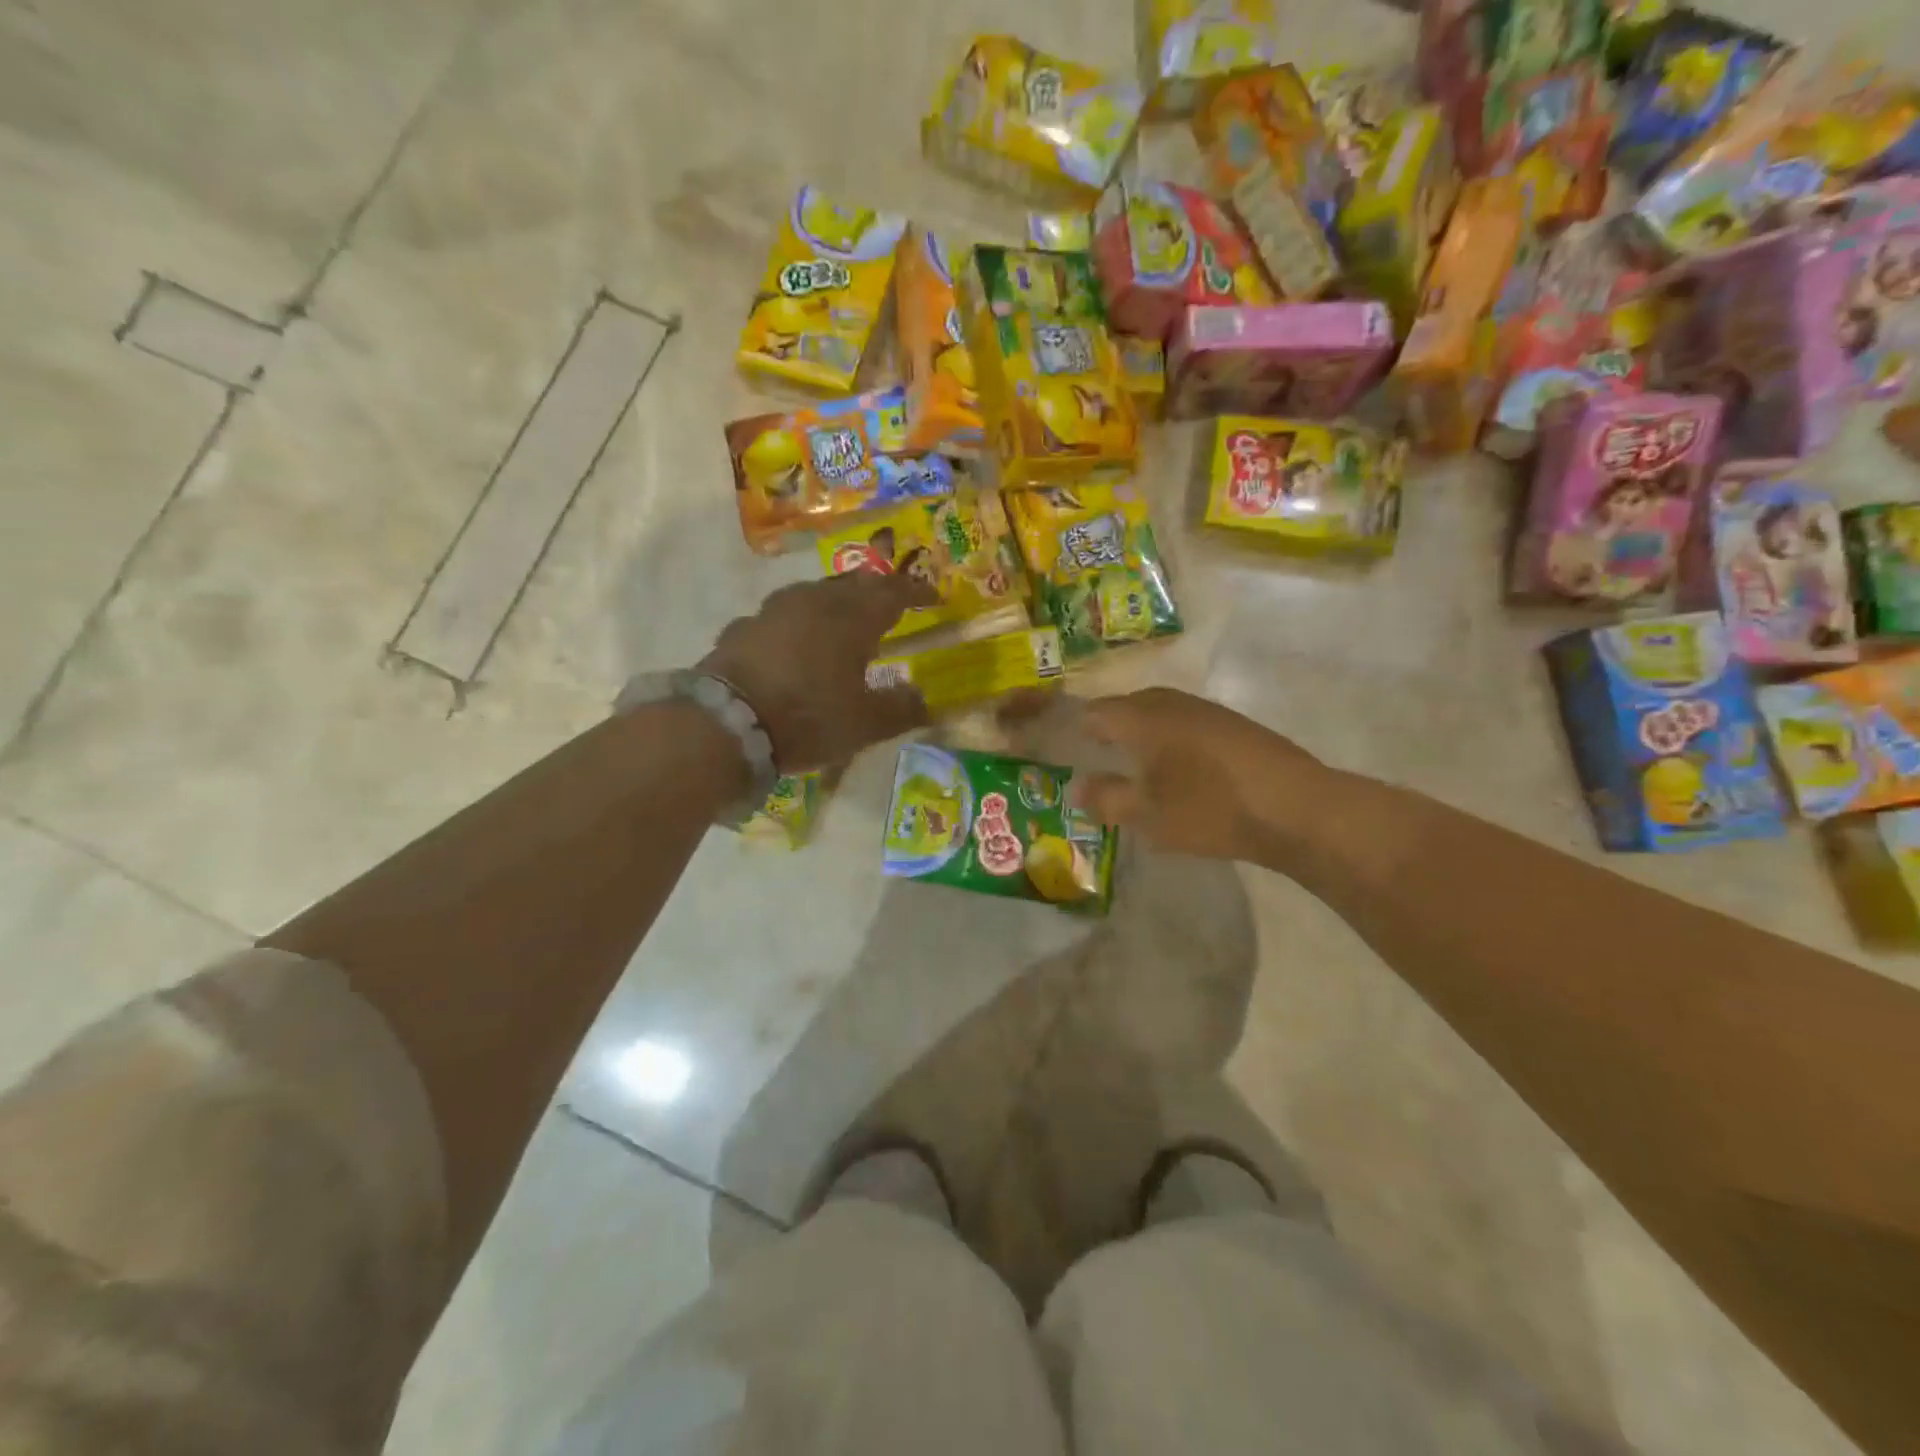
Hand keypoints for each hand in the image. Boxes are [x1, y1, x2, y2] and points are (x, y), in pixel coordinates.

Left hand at [699, 572, 936, 770]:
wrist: (726, 723)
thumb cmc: (808, 718)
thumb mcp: (865, 724)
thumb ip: (900, 708)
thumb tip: (924, 699)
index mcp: (852, 618)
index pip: (893, 592)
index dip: (915, 591)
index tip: (932, 597)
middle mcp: (814, 602)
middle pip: (853, 585)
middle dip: (875, 593)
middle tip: (889, 606)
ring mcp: (773, 610)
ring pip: (814, 594)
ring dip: (835, 604)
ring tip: (842, 623)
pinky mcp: (743, 627)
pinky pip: (781, 617)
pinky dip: (797, 625)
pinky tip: (794, 643)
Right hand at [1071, 687, 1332, 862]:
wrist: (1296, 807)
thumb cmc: (1210, 808)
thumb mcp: (1149, 814)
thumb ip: (1107, 799)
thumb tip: (1077, 788)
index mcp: (1142, 717)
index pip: (1093, 712)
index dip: (1073, 730)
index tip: (1061, 753)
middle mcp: (1170, 702)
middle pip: (1125, 707)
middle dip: (1105, 731)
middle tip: (1093, 760)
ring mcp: (1204, 710)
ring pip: (1156, 714)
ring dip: (1138, 735)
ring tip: (1131, 767)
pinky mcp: (1231, 725)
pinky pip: (1183, 724)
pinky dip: (1167, 741)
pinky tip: (1176, 771)